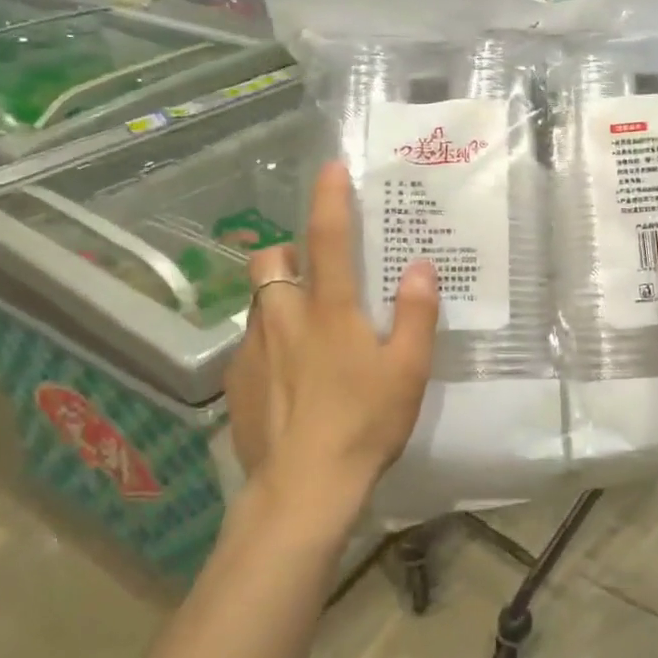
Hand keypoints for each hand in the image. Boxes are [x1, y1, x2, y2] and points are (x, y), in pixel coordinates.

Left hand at [224, 162, 439, 524]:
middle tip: (311, 272)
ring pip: (256, 303)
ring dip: (276, 299)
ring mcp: (254, 351)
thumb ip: (416, 314)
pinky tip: (287, 379)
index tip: (331, 168)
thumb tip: (420, 266)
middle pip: (269, 261)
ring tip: (304, 330)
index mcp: (330, 310)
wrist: (302, 489)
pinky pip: (249, 346)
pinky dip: (268, 344)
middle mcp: (284, 319)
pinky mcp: (237, 384)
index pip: (328, 237)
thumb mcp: (407, 369)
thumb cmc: (363, 423)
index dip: (330, 198)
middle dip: (285, 252)